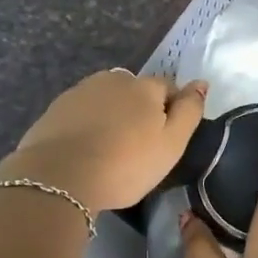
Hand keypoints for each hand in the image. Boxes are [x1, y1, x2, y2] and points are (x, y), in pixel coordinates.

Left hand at [0, 71, 207, 214]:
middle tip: (136, 147)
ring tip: (108, 149)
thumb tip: (201, 83)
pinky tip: (84, 150)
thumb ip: (190, 111)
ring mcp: (81, 91)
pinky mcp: (56, 108)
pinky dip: (87, 124)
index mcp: (145, 86)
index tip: (164, 140)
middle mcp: (114, 79)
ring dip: (112, 116)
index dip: (171, 111)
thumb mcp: (171, 144)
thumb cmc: (125, 164)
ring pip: (107, 100)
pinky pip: (82, 112)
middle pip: (135, 91)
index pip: (168, 88)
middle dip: (139, 111)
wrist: (58, 178)